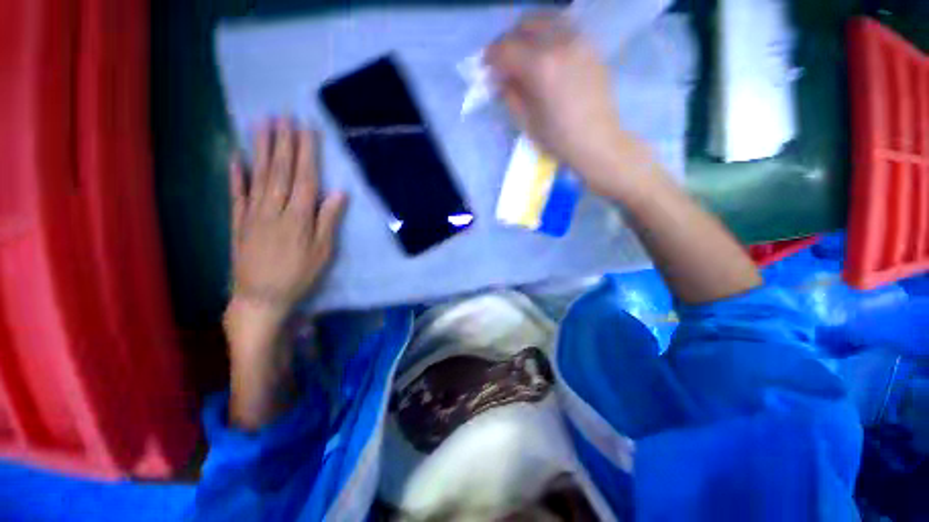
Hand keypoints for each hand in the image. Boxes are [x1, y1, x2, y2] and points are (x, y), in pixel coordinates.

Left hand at [224, 119, 345, 429]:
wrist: (261, 297)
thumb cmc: (300, 275)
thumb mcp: (323, 252)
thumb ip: (329, 220)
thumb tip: (339, 193)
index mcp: (298, 216)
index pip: (304, 177)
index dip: (306, 153)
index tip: (306, 129)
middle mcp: (274, 209)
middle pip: (280, 170)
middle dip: (282, 142)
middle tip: (282, 115)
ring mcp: (252, 213)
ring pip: (258, 175)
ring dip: (260, 149)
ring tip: (261, 125)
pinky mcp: (238, 222)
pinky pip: (236, 194)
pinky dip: (235, 174)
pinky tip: (235, 157)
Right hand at [486, 15, 641, 195]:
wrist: (597, 142)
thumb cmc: (558, 139)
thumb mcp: (526, 122)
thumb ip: (509, 94)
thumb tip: (499, 77)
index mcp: (541, 67)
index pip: (507, 48)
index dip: (491, 57)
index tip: (486, 68)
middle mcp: (560, 43)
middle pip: (526, 24)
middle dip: (509, 39)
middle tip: (503, 60)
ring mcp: (579, 41)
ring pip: (547, 19)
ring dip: (529, 32)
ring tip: (524, 55)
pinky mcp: (591, 47)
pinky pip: (564, 28)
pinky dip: (548, 35)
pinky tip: (545, 56)